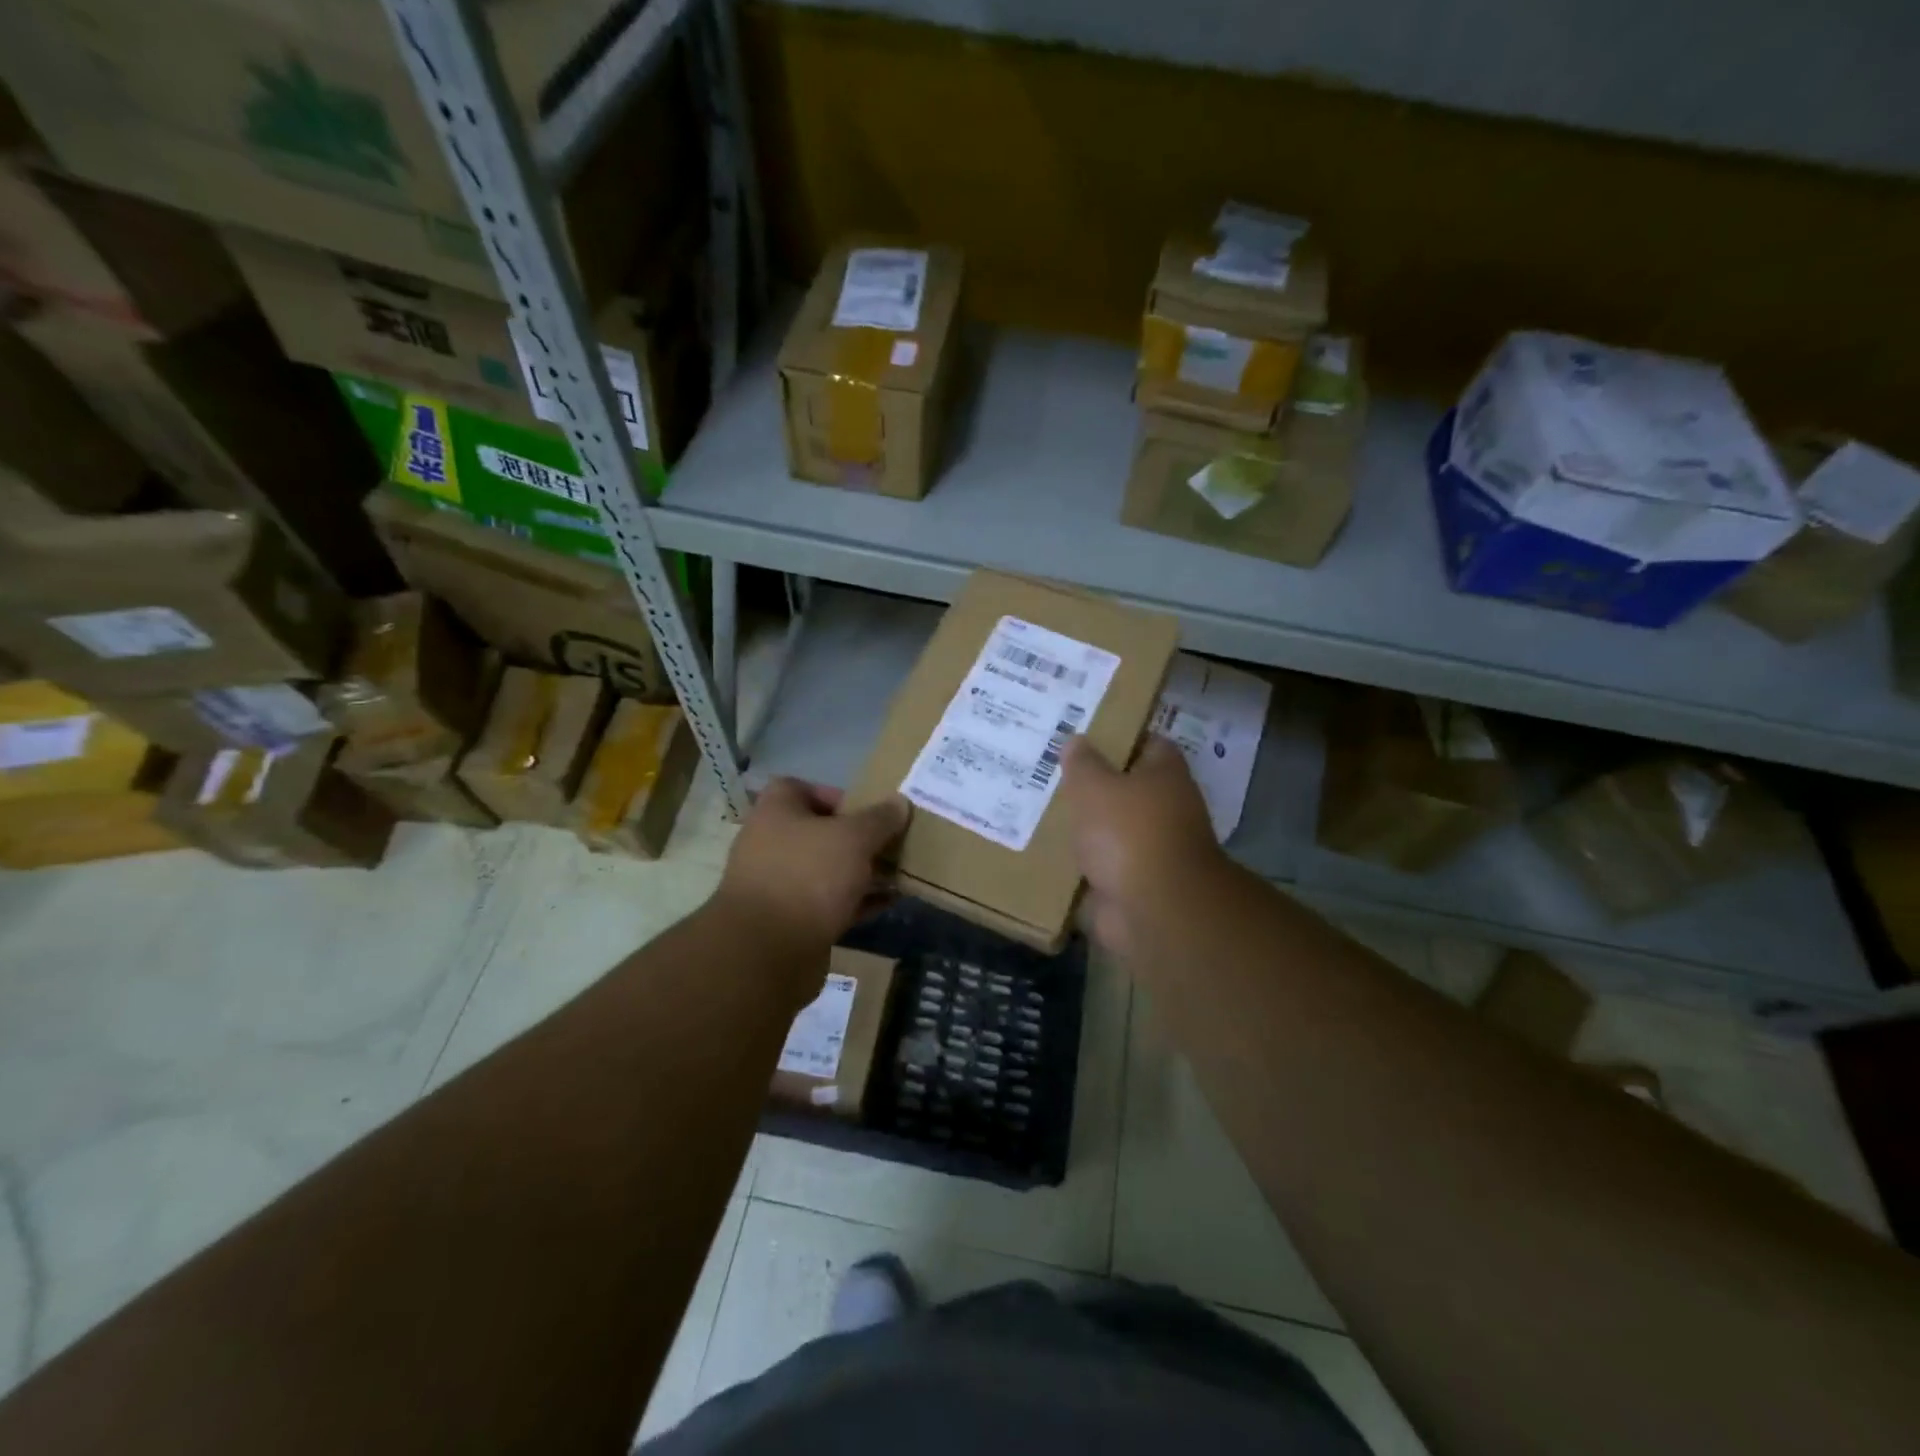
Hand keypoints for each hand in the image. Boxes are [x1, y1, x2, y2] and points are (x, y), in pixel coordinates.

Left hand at [716, 778, 910, 950]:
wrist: (767, 952)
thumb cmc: (807, 876)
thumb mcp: (853, 838)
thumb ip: (879, 819)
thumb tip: (900, 802)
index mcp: (775, 813)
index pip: (800, 788)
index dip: (834, 794)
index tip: (867, 810)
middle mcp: (771, 844)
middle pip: (819, 831)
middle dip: (857, 838)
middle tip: (892, 842)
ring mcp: (779, 886)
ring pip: (826, 870)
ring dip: (860, 871)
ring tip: (899, 873)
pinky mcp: (791, 922)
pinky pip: (829, 903)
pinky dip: (856, 901)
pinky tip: (889, 902)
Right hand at [1060, 735, 1226, 953]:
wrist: (1153, 909)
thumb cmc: (1129, 832)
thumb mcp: (1095, 786)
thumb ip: (1082, 763)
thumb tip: (1076, 740)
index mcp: (1165, 776)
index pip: (1147, 744)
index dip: (1119, 738)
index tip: (1084, 735)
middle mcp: (1165, 810)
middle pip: (1126, 789)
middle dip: (1094, 784)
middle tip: (1051, 772)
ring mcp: (1150, 850)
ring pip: (1111, 829)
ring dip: (1085, 827)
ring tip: (1039, 810)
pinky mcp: (1133, 884)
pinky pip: (1101, 866)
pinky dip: (1080, 864)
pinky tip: (1045, 853)